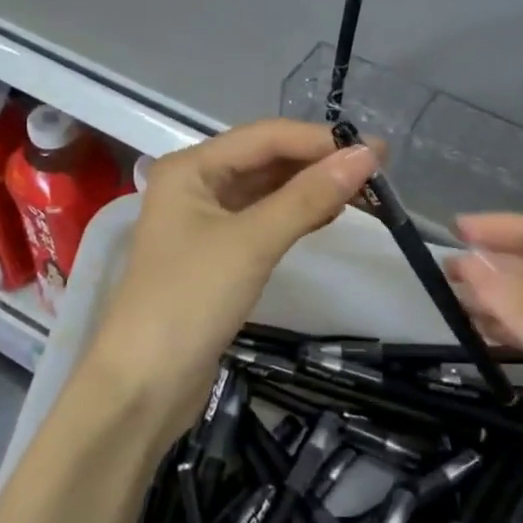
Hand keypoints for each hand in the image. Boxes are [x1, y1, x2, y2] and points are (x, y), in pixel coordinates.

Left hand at [80, 120, 378, 445]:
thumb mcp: (252, 242)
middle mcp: (196, 184)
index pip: (266, 137)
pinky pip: (263, 220)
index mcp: (191, 167)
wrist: (144, 385)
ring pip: (267, 191)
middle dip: (318, 163)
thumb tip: (365, 156)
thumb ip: (309, 197)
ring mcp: (205, 221)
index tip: (376, 151)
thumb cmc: (191, 300)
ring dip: (310, 189)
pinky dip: (296, 216)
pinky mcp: (217, 254)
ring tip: (364, 193)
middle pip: (266, 160)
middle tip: (377, 173)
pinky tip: (328, 216)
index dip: (320, 141)